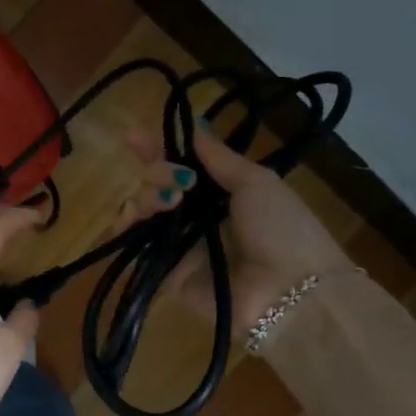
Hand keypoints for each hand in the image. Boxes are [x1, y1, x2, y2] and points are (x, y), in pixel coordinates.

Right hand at [119, 123, 348, 336]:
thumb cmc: (281, 229)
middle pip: (157, 185)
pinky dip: (124, 233)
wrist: (290, 290)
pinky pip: (136, 250)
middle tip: (179, 185)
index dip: (156, 151)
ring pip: (143, 212)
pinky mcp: (167, 274)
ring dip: (145, 198)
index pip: (180, 166)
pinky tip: (128, 221)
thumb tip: (195, 125)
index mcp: (220, 193)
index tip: (132, 137)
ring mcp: (180, 246)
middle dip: (158, 174)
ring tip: (165, 203)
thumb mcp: (256, 182)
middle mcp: (196, 217)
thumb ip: (219, 157)